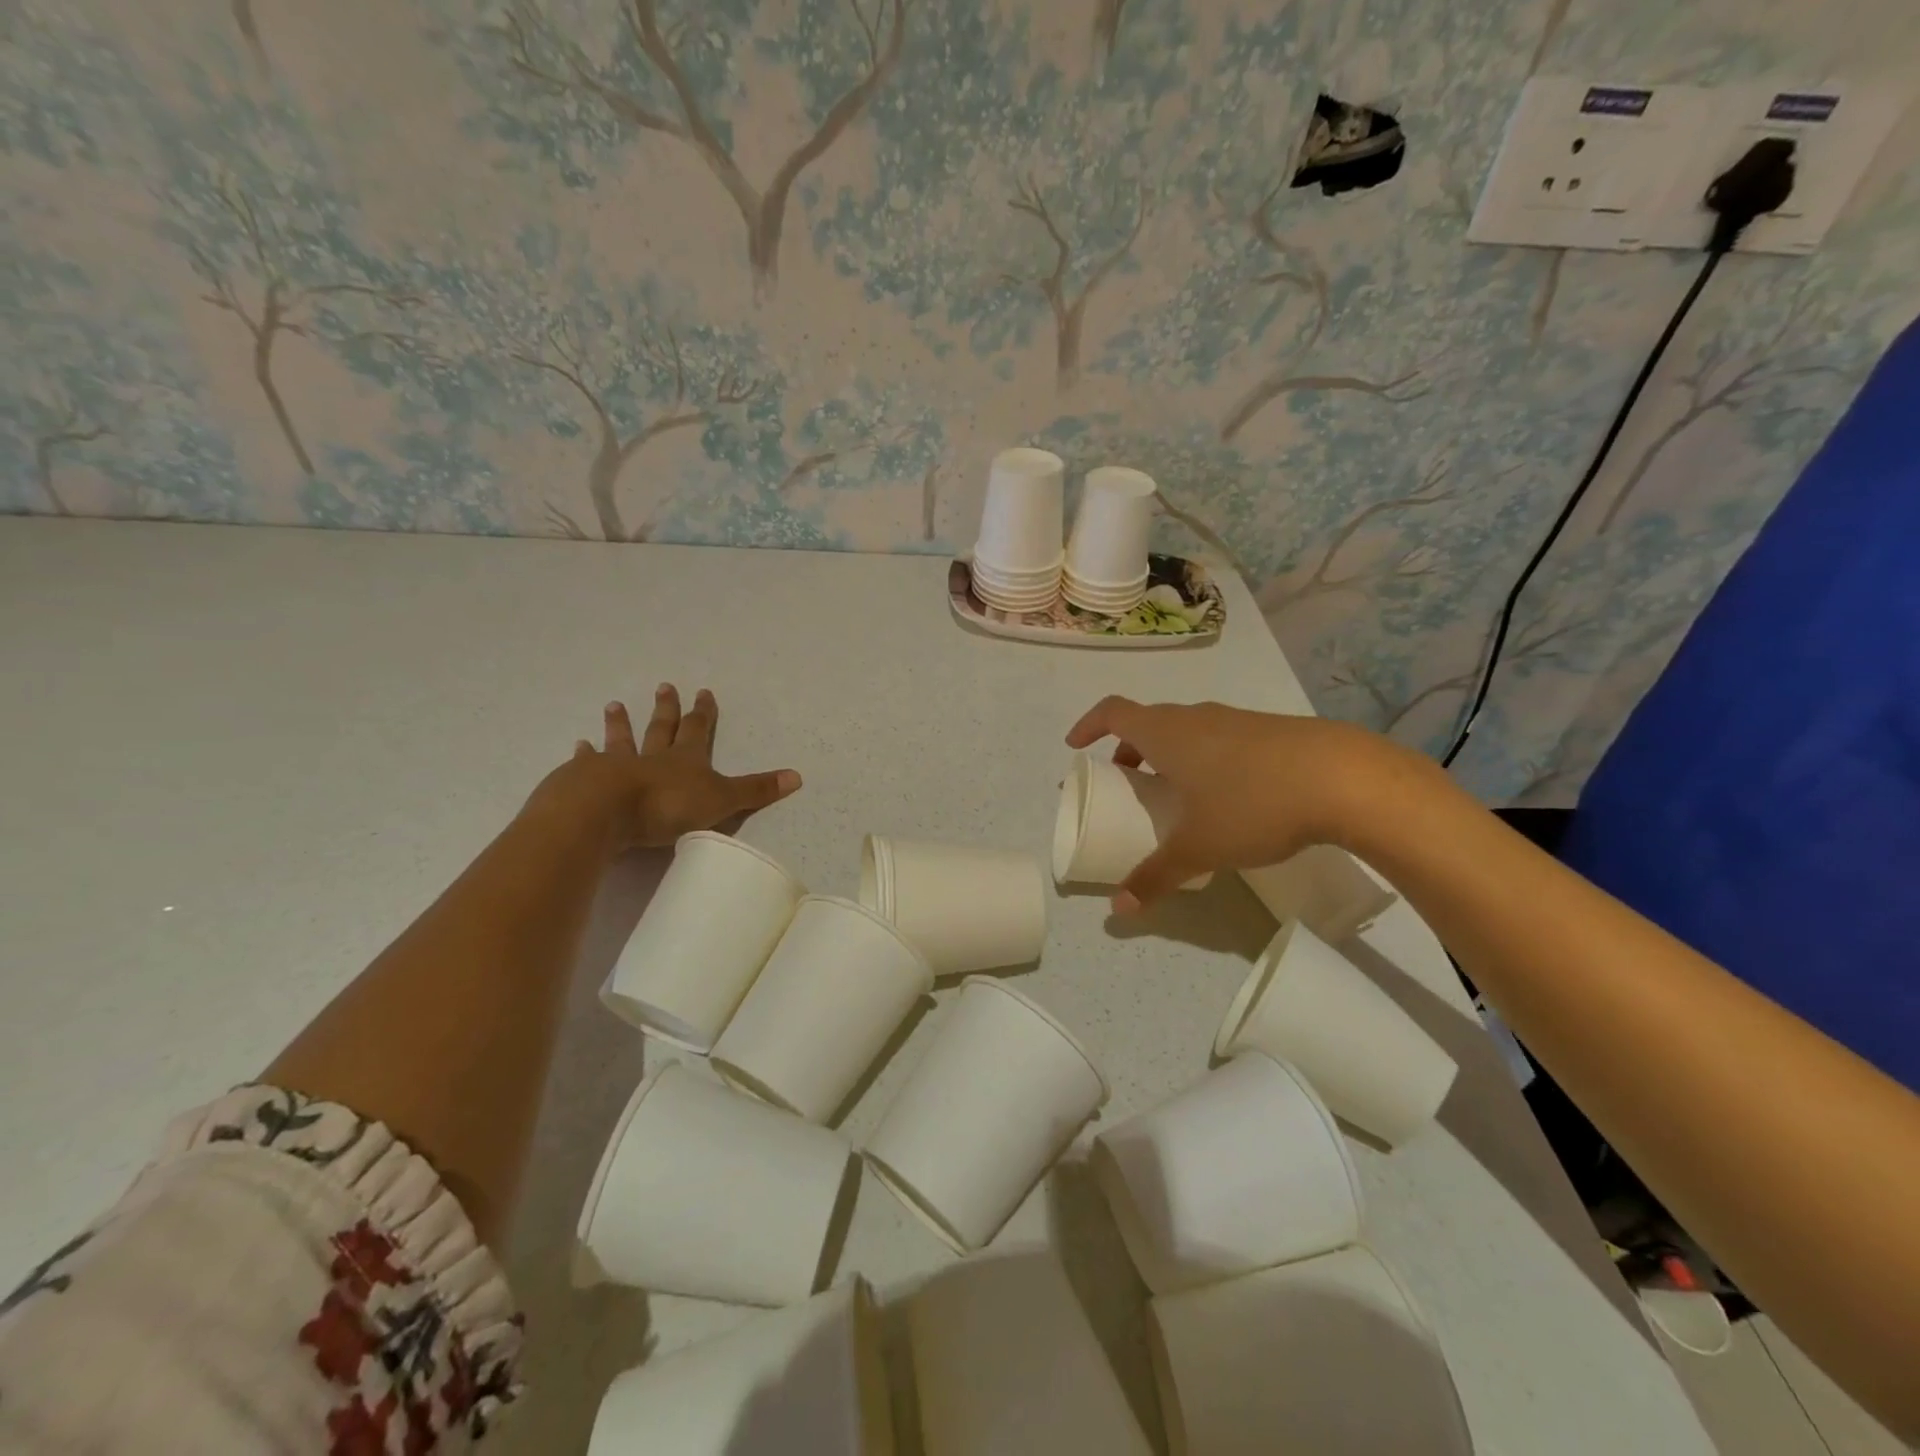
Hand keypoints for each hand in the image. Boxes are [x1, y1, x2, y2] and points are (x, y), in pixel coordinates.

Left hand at [536, 685, 801, 853]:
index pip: (698, 731)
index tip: (703, 692)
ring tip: (615, 706)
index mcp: (685, 760)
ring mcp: (616, 767)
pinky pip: (587, 764)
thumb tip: (798, 776)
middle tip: (665, 686)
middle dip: (666, 709)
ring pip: (622, 741)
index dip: (703, 714)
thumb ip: (755, 790)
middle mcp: (652, 757)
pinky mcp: (586, 781)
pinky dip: (585, 754)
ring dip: (621, 724)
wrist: (605, 811)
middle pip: (661, 729)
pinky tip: (579, 745)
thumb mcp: (721, 800)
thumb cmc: (667, 805)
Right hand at [1065, 697, 1417, 910]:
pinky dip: (1204, 758)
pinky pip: (1220, 738)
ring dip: (1169, 754)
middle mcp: (1196, 717)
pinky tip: (1225, 796)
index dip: (1089, 725)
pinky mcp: (1270, 732)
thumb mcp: (1198, 847)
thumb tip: (1118, 910)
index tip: (1076, 747)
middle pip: (1149, 722)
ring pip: (1188, 730)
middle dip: (1129, 750)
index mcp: (1167, 733)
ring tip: (1174, 793)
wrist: (1346, 779)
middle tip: (1126, 782)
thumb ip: (1155, 876)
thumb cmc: (1252, 804)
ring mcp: (1236, 720)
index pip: (1113, 712)